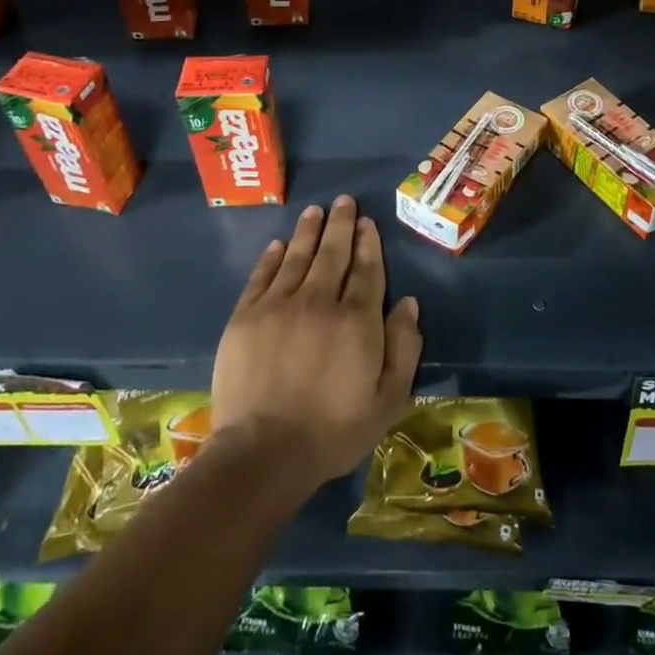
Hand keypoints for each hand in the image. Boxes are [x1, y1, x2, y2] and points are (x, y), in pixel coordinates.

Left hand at [210, 195, 422, 487]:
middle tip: (344, 201)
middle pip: (332, 253)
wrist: (264, 453)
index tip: (368, 223)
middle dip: (341, 224)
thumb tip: (408, 303)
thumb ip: (404, 347)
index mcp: (357, 319)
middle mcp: (319, 301)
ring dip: (308, 231)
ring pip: (297, 256)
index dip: (368, 243)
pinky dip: (272, 257)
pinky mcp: (245, 317)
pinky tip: (279, 244)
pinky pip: (262, 276)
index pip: (366, 269)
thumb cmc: (334, 430)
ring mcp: (278, 306)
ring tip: (315, 211)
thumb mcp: (389, 399)